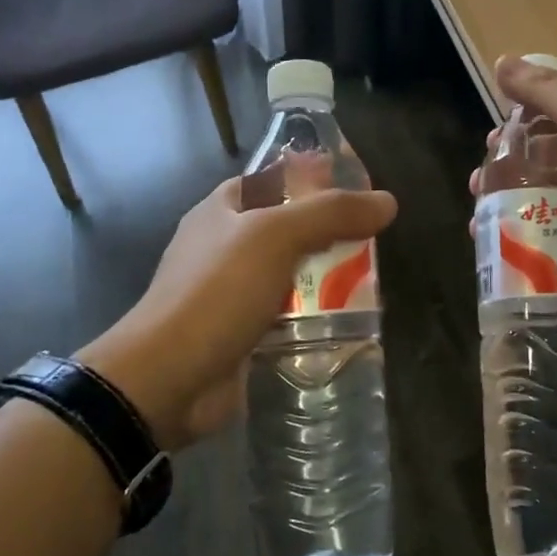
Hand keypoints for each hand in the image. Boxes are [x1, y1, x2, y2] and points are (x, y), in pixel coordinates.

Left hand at [74, 176, 397, 449]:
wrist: (169, 378)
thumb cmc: (217, 291)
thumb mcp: (276, 237)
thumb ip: (332, 214)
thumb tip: (387, 202)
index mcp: (222, 210)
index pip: (273, 179)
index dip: (312, 176)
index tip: (358, 185)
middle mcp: (224, 245)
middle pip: (285, 226)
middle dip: (327, 229)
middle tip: (375, 234)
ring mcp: (231, 291)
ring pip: (289, 271)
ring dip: (324, 274)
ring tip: (373, 275)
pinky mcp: (242, 332)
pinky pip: (286, 313)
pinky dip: (313, 313)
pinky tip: (347, 317)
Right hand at [470, 56, 556, 319]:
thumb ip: (547, 91)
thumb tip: (502, 60)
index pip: (555, 121)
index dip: (520, 126)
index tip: (491, 141)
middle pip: (544, 167)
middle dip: (506, 173)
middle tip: (478, 187)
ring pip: (542, 210)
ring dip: (507, 213)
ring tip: (479, 223)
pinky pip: (552, 250)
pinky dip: (523, 250)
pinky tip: (497, 254)